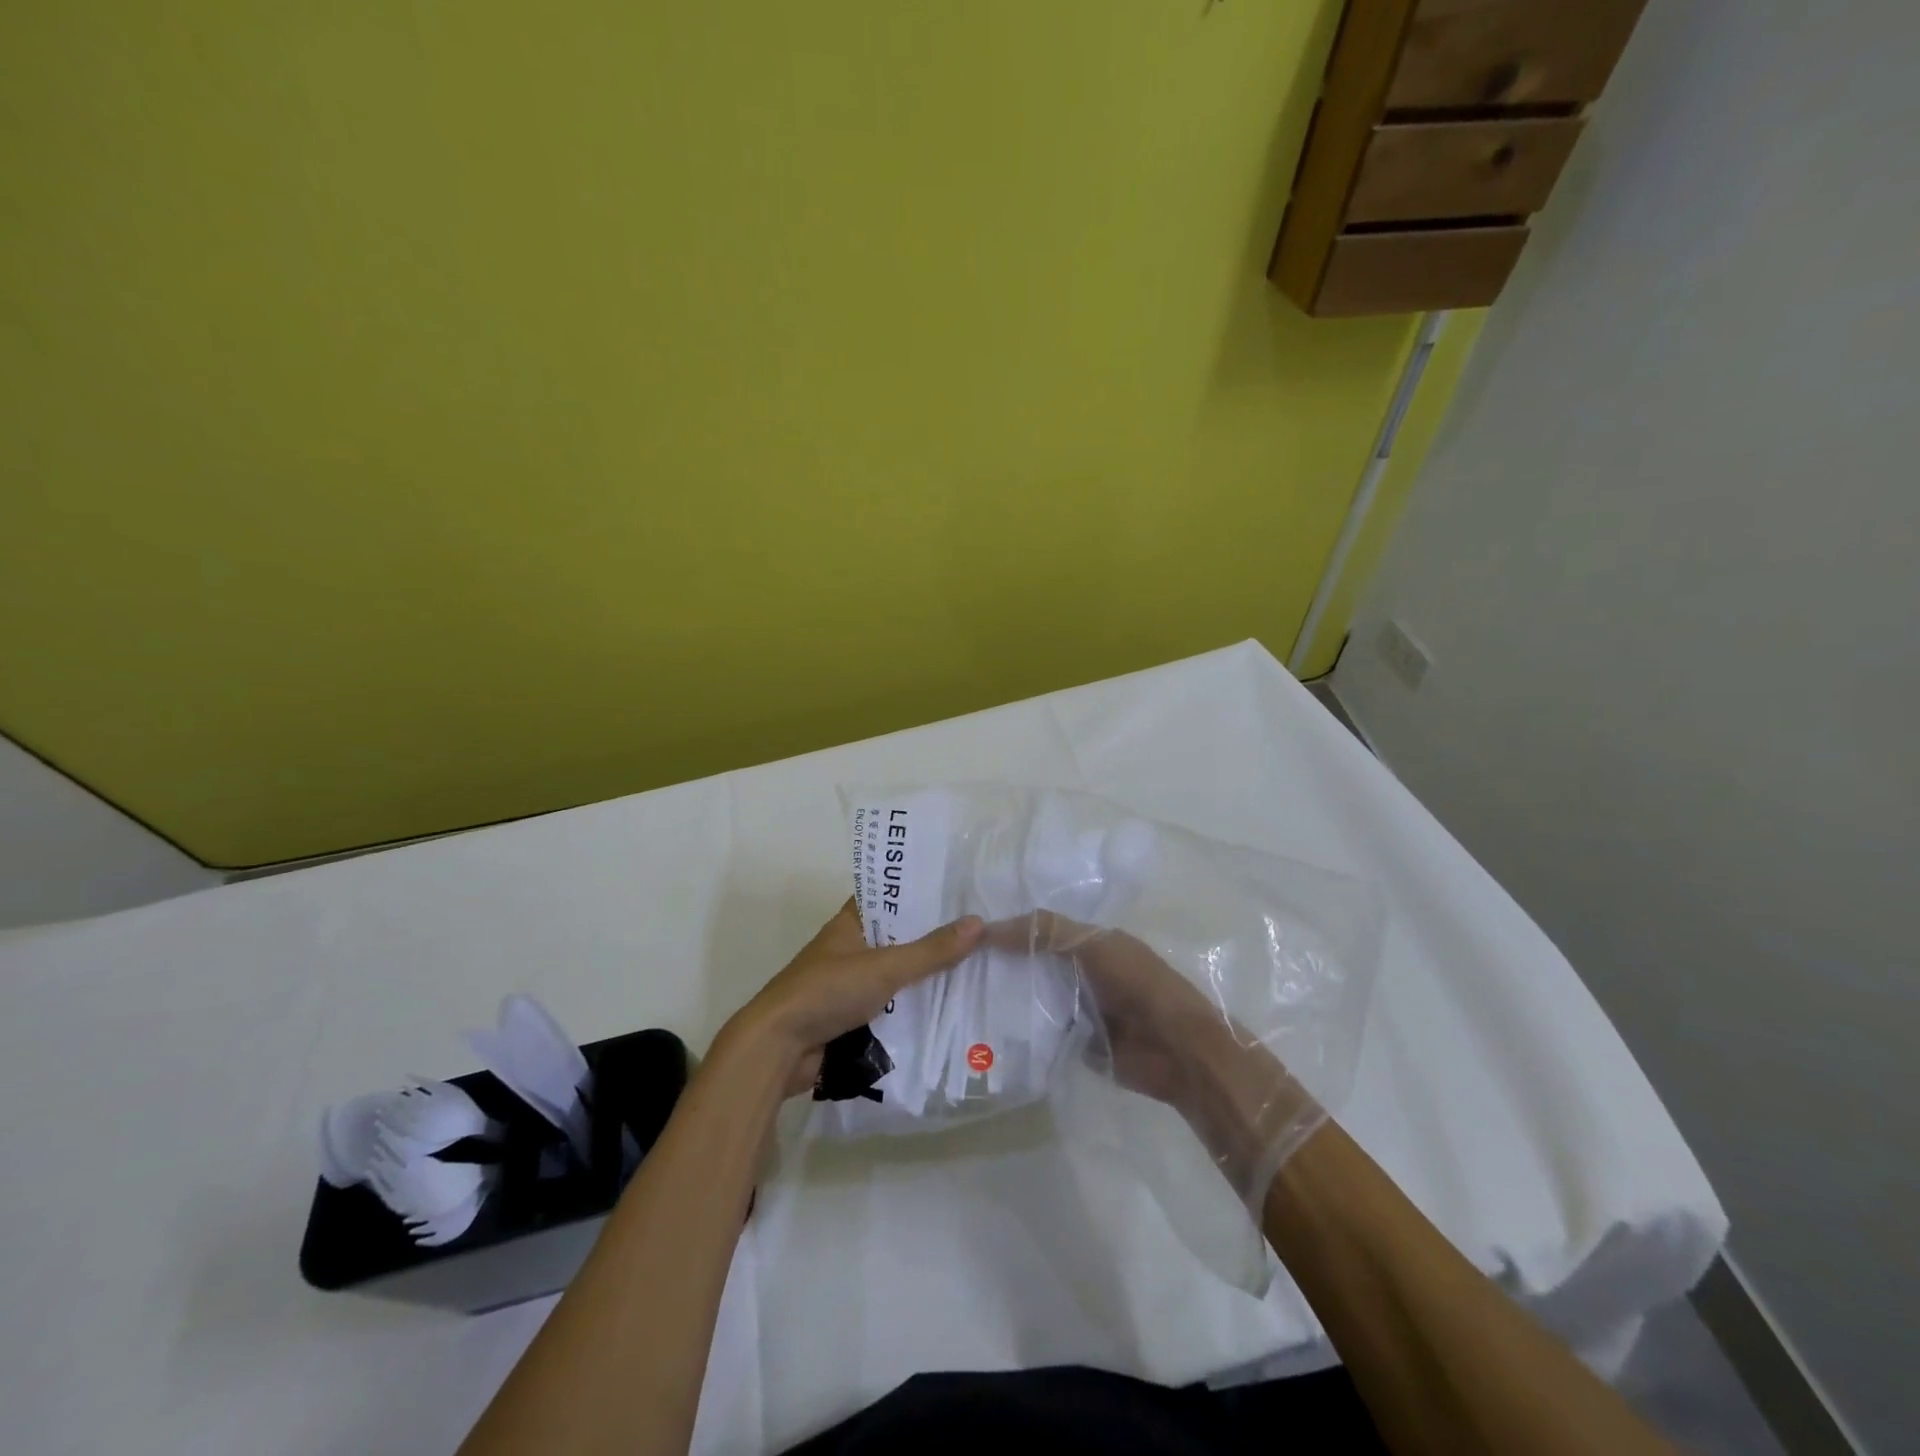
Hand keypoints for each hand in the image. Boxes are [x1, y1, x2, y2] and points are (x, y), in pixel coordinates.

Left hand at [723, 900, 984, 1096]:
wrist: (777, 1049)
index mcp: (850, 923)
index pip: (890, 896)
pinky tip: (947, 1008)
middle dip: (932, 938)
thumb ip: (931, 950)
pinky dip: (912, 1008)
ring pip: (896, 974)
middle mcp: (849, 948)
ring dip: (924, 976)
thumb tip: (978, 923)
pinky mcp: (850, 1017)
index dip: (920, 893)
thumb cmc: (827, 992)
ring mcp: (849, 984)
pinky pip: (890, 1006)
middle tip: (979, 932)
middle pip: (898, 937)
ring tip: (974, 967)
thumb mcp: (884, 967)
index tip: (958, 891)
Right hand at [990, 910, 1317, 1200]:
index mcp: (1092, 942)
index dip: (1009, 929)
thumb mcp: (1094, 945)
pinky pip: (1041, 1030)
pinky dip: (1019, 1029)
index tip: (968, 935)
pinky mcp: (1076, 1043)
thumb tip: (989, 927)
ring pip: (1033, 996)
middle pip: (1033, 962)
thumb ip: (1047, 932)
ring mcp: (1078, 1008)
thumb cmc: (1139, 985)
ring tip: (961, 997)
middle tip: (954, 968)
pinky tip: (985, 1029)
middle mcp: (1082, 971)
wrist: (1179, 1051)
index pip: (1040, 929)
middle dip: (1001, 964)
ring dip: (1007, 997)